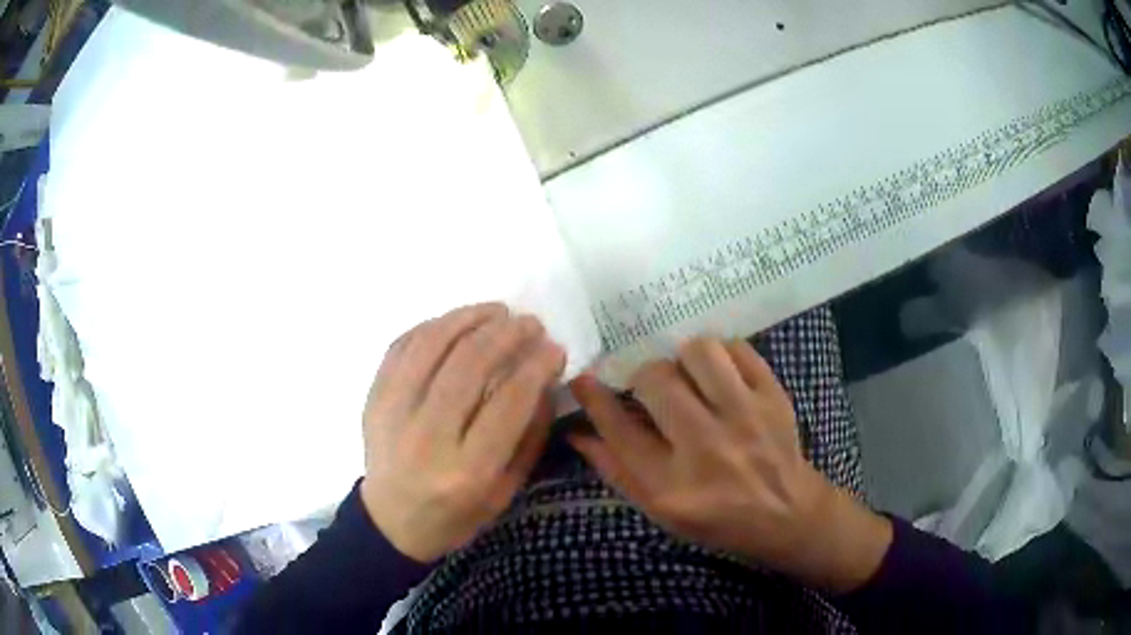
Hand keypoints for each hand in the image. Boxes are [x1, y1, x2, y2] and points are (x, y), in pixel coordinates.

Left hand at [360, 303, 564, 562]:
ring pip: (431, 346)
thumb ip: (530, 435)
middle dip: (507, 334)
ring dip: (468, 318)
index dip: (536, 366)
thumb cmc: (457, 513)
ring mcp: (392, 414)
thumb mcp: (507, 490)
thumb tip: (545, 378)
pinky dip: (432, 327)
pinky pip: (401, 347)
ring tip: (496, 311)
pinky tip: (455, 322)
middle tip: (529, 322)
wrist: (391, 522)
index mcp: (467, 471)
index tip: (554, 348)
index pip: (509, 402)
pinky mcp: (373, 399)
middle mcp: (427, 438)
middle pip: (468, 366)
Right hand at [570, 337, 891, 592]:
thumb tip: (578, 431)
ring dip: (684, 359)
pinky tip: (719, 375)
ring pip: (699, 352)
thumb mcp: (658, 510)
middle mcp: (707, 448)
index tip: (583, 379)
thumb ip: (616, 470)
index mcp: (672, 486)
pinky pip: (737, 349)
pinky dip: (721, 354)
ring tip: (689, 377)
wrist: (786, 514)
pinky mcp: (774, 397)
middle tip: (653, 390)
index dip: (594, 398)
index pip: (619, 429)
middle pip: (656, 380)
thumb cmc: (716, 518)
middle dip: (644, 378)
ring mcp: (746, 418)